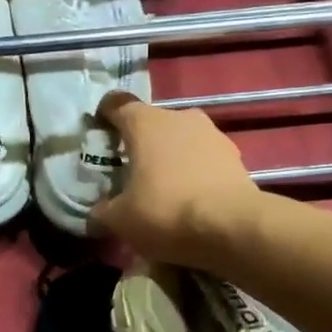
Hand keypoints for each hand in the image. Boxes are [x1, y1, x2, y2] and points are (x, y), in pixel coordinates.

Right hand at [89, 92, 263, 266]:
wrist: (232, 226)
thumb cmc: (165, 211)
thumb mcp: (120, 219)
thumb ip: (103, 211)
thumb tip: (96, 213)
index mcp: (144, 122)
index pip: (117, 104)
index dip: (105, 115)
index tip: (99, 131)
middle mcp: (179, 117)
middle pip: (152, 123)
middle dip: (141, 143)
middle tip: (130, 170)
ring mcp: (212, 134)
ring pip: (182, 140)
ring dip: (171, 157)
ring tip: (163, 188)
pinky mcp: (235, 156)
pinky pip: (205, 160)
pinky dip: (195, 173)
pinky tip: (191, 199)